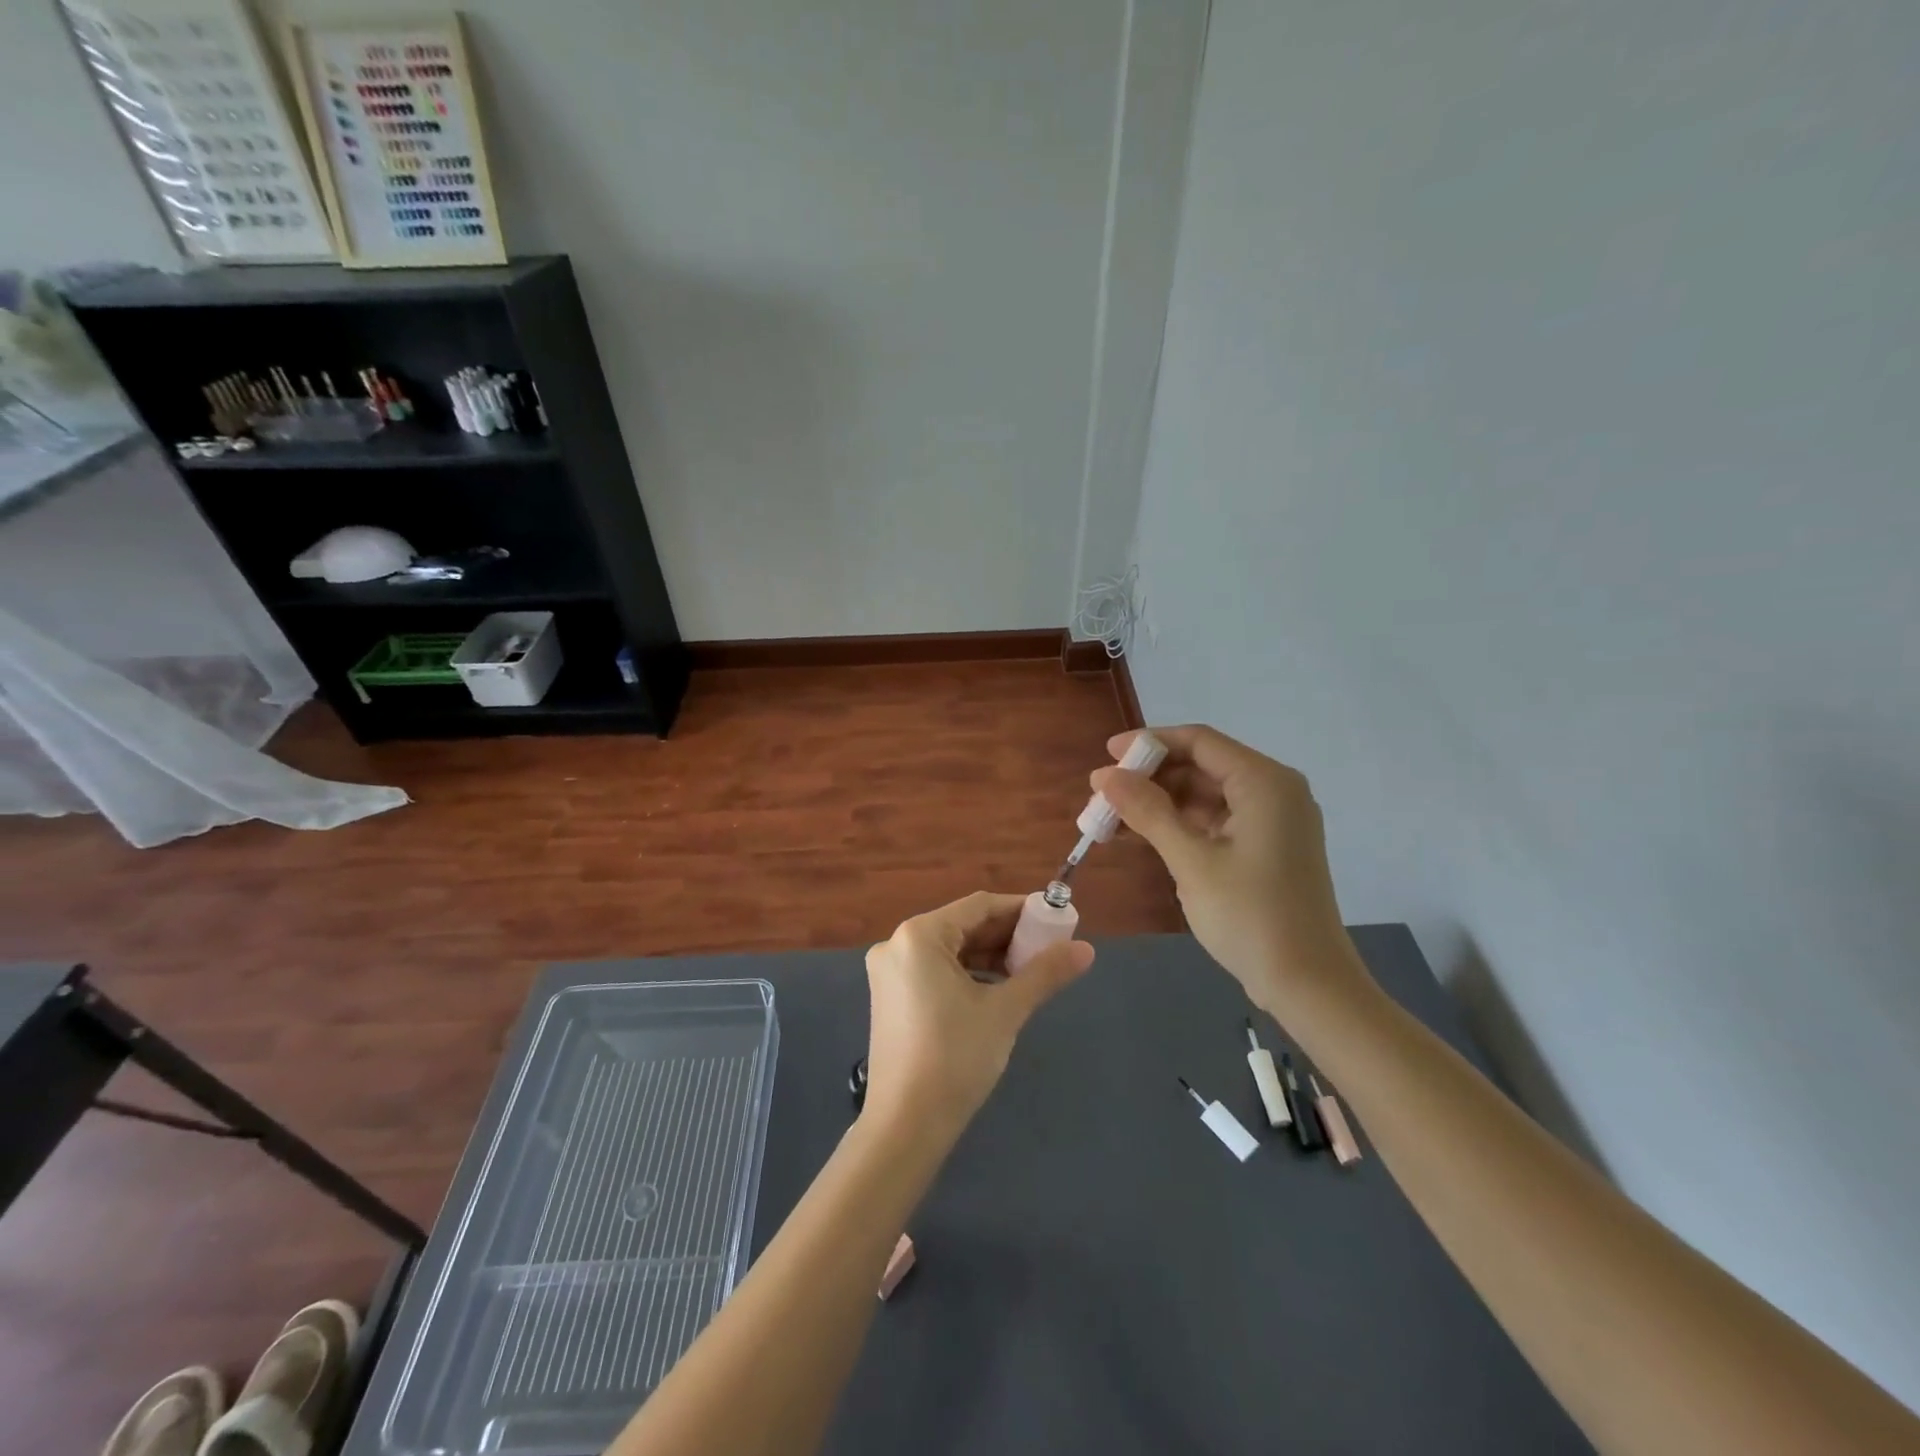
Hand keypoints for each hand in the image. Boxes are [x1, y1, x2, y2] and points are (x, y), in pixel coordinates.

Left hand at [863, 891, 1093, 1136]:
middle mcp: (897, 944)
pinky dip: (968, 974)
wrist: (905, 1126)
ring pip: (950, 950)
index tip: (1056, 919)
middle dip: (1007, 935)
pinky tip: (997, 989)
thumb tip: (1086, 949)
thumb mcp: (1005, 1010)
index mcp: (919, 935)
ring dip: (990, 956)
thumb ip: (1044, 973)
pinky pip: (936, 971)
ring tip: (1030, 970)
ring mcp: (890, 972)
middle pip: (963, 926)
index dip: (1021, 910)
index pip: (979, 906)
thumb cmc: (955, 1058)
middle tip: (1049, 948)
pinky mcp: (891, 997)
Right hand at [1091, 726, 1370, 1018]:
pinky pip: (1217, 820)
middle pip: (1202, 765)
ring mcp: (1273, 820)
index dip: (1149, 743)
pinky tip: (1144, 836)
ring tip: (1114, 818)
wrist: (1307, 985)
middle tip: (1104, 795)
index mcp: (1264, 782)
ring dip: (1161, 803)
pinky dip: (1181, 825)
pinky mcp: (1267, 846)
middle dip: (1151, 777)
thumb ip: (1147, 811)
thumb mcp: (1191, 861)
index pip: (1199, 741)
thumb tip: (1104, 775)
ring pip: (1206, 794)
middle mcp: (1274, 791)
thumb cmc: (1249, 916)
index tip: (1106, 756)